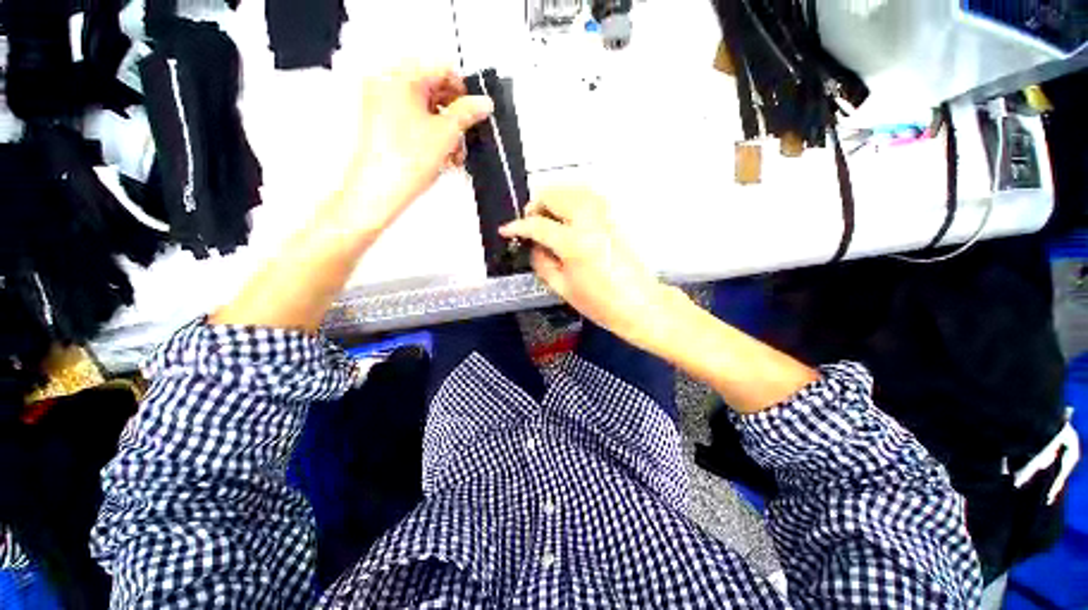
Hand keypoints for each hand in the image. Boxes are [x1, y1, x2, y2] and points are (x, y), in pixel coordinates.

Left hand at [332, 63, 493, 239]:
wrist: (379, 190)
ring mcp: (382, 104)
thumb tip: (484, 103)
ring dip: (446, 129)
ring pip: (426, 108)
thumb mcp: (446, 133)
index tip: (476, 110)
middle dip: (454, 114)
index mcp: (399, 76)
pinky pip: (414, 121)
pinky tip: (443, 155)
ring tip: (455, 153)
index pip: (442, 68)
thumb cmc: (405, 161)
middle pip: (433, 88)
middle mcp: (387, 84)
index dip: (463, 90)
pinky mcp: (383, 124)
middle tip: (466, 134)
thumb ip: (467, 113)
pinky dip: (431, 135)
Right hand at [500, 186, 670, 342]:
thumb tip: (534, 247)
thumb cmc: (600, 304)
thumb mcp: (563, 289)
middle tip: (530, 220)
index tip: (506, 230)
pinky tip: (569, 213)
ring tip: (547, 214)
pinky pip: (591, 197)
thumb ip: (543, 264)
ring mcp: (605, 217)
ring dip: (556, 196)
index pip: (538, 226)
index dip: (518, 227)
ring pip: (576, 189)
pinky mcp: (615, 219)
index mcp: (574, 244)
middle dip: (537, 203)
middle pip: (557, 196)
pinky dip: (574, 197)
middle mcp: (589, 223)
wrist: (639, 304)